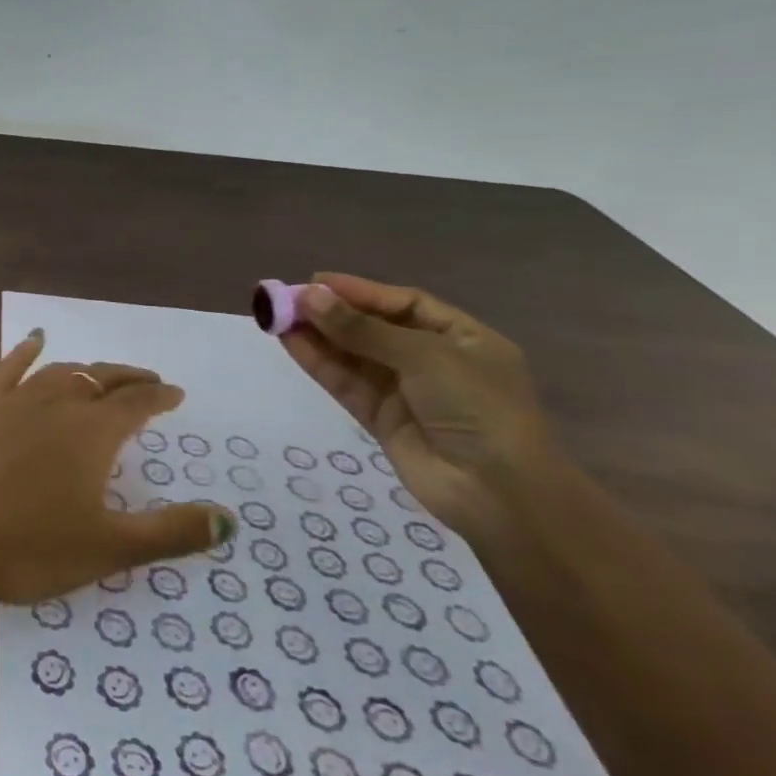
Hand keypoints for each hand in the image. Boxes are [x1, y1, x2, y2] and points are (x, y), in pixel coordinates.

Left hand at [0, 331, 234, 603]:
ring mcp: (13, 399)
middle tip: (147, 381)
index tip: (174, 393)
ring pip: (60, 372)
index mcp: (92, 433)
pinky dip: (26, 351)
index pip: (137, 404)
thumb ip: (170, 532)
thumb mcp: (107, 549)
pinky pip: (8, 367)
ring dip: (86, 370)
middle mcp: (57, 403)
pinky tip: (34, 339)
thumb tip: (229, 517)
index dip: (159, 397)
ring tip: (100, 373)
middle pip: (100, 380)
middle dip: (128, 379)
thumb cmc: (25, 545)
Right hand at [279, 273, 561, 540]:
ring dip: (317, 335)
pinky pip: (345, 382)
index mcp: (461, 337)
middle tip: (285, 299)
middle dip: (331, 312)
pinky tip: (289, 342)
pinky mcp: (380, 418)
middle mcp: (432, 360)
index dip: (358, 291)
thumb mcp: (424, 356)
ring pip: (352, 355)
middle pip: (372, 327)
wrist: (498, 493)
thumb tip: (308, 296)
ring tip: (276, 316)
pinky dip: (318, 362)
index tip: (314, 282)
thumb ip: (362, 328)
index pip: (402, 303)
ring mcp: (404, 391)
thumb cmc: (478, 408)